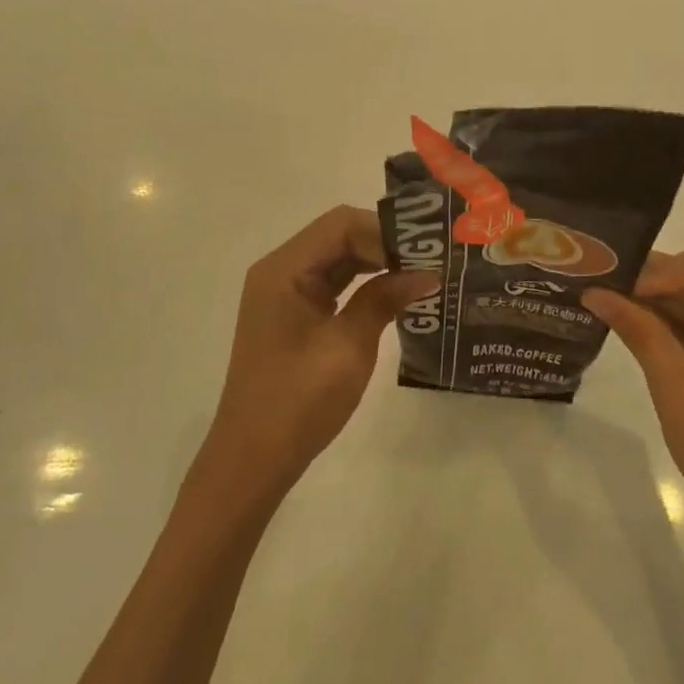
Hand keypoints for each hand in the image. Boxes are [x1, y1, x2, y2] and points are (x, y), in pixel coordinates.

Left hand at [206, 206, 436, 495]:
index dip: (385, 233)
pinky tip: (395, 294)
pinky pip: (332, 284)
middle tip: (431, 261)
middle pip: (338, 236)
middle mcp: (280, 271)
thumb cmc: (298, 401)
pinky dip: (364, 284)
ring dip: (377, 263)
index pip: (341, 224)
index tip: (424, 254)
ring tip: (422, 274)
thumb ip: (384, 300)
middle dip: (385, 244)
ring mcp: (285, 293)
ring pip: (338, 259)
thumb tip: (427, 274)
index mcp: (284, 270)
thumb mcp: (348, 347)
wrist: (253, 460)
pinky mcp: (293, 314)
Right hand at [585, 248, 683, 533]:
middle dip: (651, 282)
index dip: (660, 271)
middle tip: (601, 285)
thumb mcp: (677, 385)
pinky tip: (625, 324)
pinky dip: (660, 325)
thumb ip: (639, 331)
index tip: (617, 286)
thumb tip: (594, 292)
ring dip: (651, 302)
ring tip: (603, 300)